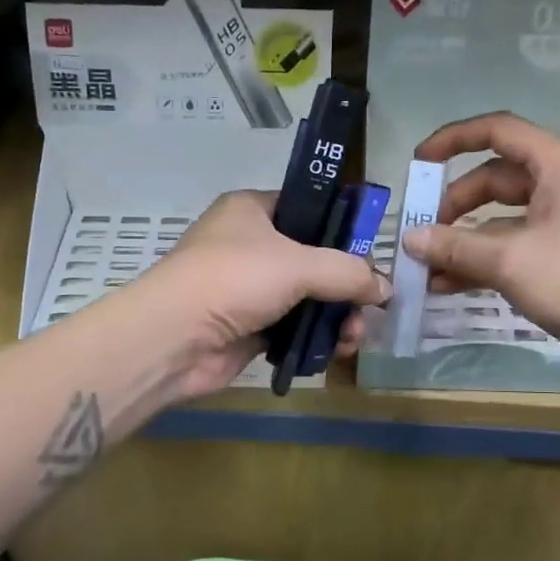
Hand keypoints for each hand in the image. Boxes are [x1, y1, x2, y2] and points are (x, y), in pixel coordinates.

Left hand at [135, 190, 388, 397]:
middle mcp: (250, 245)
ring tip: (354, 337)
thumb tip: (385, 290)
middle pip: (314, 260)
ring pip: (307, 298)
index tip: (373, 255)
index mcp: (253, 210)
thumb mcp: (298, 264)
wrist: (174, 339)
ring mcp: (249, 289)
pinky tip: (337, 350)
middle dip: (346, 286)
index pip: (309, 210)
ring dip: (336, 317)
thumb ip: (348, 272)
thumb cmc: (234, 279)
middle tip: (371, 307)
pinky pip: (294, 328)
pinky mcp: (249, 327)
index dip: (343, 230)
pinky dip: (315, 338)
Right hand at [403, 113, 559, 375]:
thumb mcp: (510, 261)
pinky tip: (453, 286)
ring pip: (505, 219)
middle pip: (498, 179)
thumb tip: (410, 239)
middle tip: (424, 236)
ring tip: (429, 270)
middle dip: (456, 207)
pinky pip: (518, 247)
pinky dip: (487, 261)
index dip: (454, 140)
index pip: (500, 132)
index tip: (420, 163)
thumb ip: (456, 246)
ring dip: (466, 241)